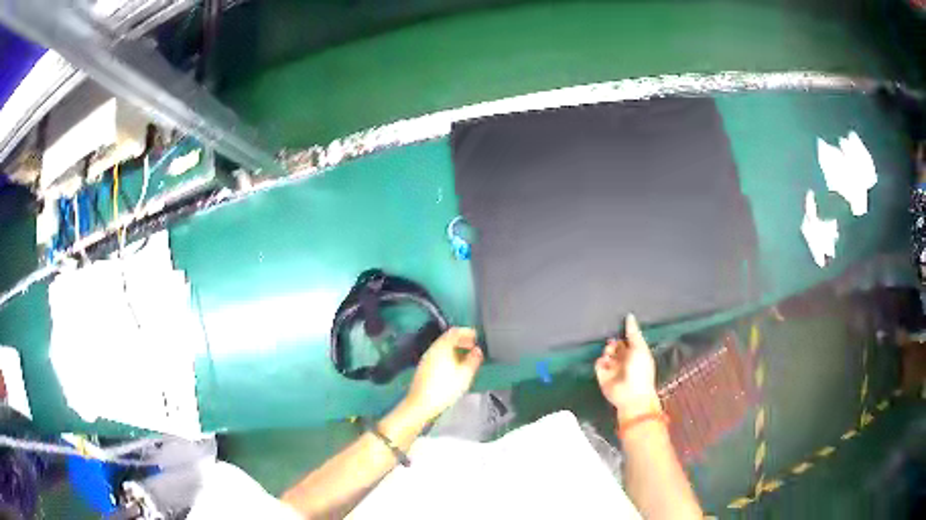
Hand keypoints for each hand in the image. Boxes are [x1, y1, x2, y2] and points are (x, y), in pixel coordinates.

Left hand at [404, 327, 483, 421]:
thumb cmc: (444, 389)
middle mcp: (432, 350)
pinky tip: (454, 367)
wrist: (421, 404)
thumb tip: (478, 351)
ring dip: (455, 349)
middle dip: (462, 341)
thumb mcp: (464, 375)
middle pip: (448, 339)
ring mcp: (426, 359)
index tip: (476, 335)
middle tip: (473, 346)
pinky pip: (438, 356)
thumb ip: (473, 360)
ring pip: (443, 348)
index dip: (466, 332)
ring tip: (466, 357)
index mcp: (442, 348)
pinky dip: (448, 356)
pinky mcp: (424, 368)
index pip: (454, 332)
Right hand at [595, 314, 660, 422]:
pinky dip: (600, 361)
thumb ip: (633, 332)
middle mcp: (624, 360)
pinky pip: (598, 364)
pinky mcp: (602, 375)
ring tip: (610, 353)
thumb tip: (629, 315)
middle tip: (613, 343)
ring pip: (606, 353)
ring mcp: (613, 368)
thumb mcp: (639, 348)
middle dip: (613, 342)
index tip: (619, 324)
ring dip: (607, 351)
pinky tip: (604, 361)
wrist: (631, 394)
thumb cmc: (640, 369)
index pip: (628, 339)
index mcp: (636, 353)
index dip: (624, 333)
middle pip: (616, 345)